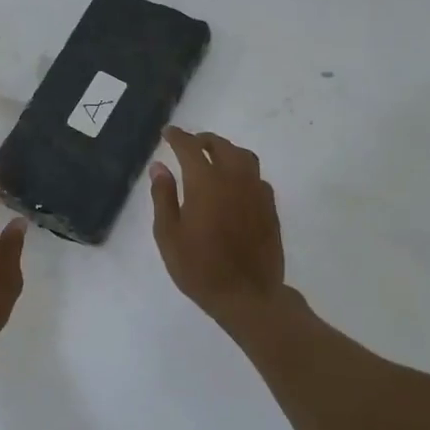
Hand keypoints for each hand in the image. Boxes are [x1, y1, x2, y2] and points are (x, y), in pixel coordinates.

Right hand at [149, 127, 285, 332]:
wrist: (248, 297)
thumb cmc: (199, 268)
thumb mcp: (168, 235)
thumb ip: (163, 196)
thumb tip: (159, 166)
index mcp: (205, 182)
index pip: (190, 147)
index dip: (177, 137)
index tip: (168, 133)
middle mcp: (234, 179)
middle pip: (221, 146)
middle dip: (203, 140)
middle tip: (190, 144)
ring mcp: (257, 192)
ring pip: (244, 157)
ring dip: (226, 151)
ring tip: (214, 158)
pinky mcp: (270, 208)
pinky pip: (257, 177)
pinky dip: (243, 171)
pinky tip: (235, 185)